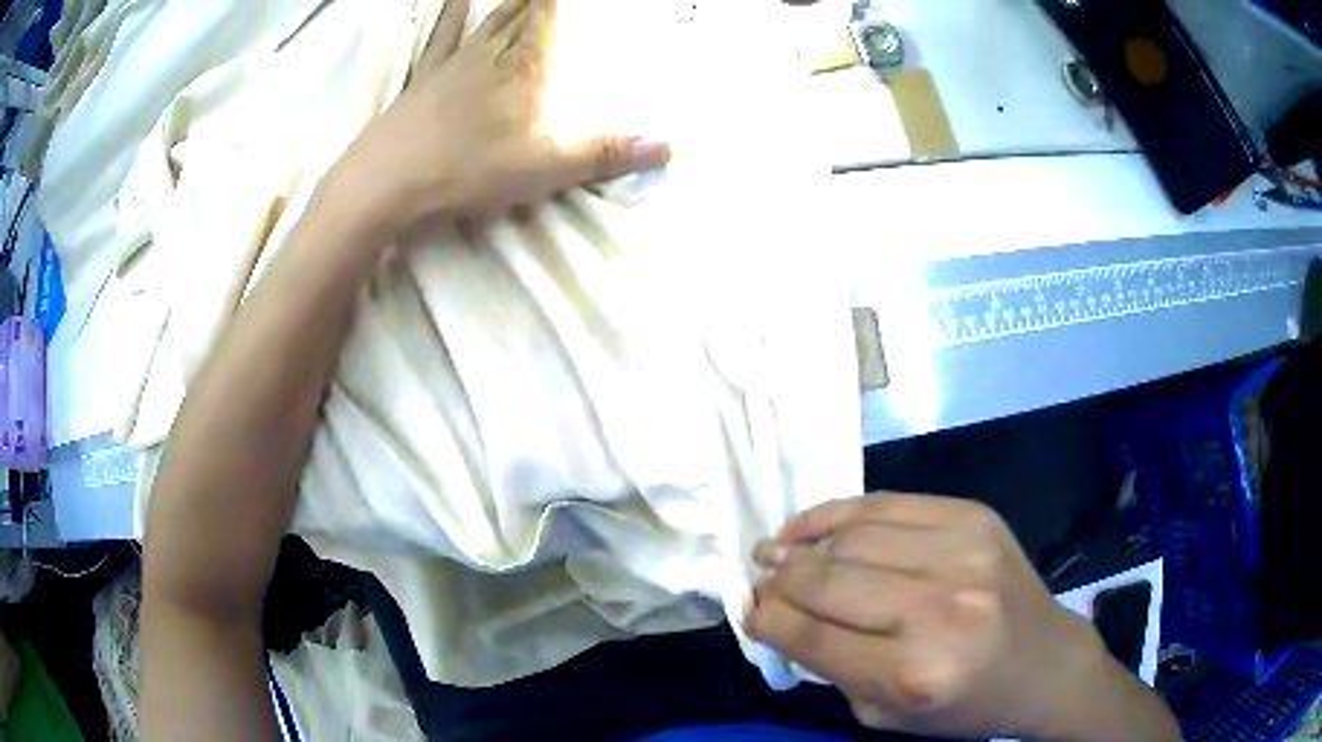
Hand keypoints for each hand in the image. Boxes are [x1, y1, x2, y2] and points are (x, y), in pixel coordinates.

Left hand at [334, 0, 670, 225]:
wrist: (385, 182)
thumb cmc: (466, 170)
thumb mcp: (544, 169)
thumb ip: (604, 155)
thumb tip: (668, 147)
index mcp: (524, 64)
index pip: (548, 9)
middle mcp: (491, 51)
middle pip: (521, 6)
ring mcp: (454, 61)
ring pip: (487, 15)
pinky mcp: (425, 77)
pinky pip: (442, 35)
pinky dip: (451, 13)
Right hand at [747, 494, 1112, 739]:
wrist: (1043, 661)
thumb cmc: (964, 703)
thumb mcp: (887, 713)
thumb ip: (830, 667)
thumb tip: (778, 613)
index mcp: (915, 672)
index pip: (813, 637)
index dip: (768, 619)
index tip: (747, 608)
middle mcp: (939, 608)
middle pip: (828, 582)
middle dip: (779, 580)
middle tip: (759, 577)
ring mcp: (962, 552)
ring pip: (853, 537)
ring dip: (803, 543)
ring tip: (778, 549)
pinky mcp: (973, 516)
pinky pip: (887, 503)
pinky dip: (839, 513)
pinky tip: (813, 524)